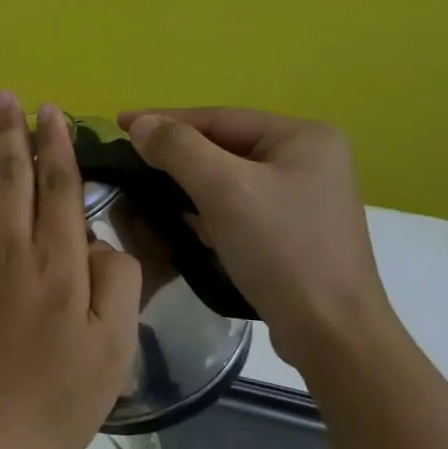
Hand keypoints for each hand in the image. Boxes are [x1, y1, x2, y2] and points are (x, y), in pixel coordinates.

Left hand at [0, 93, 141, 448]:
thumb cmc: (56, 396)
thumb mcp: (113, 349)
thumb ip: (116, 283)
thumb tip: (97, 240)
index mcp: (57, 264)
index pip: (58, 188)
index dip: (57, 146)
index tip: (52, 111)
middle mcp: (11, 250)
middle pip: (13, 178)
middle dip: (14, 134)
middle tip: (8, 97)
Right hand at [118, 108, 395, 370]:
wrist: (330, 331)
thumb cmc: (280, 249)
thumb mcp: (223, 189)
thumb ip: (178, 148)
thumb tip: (140, 125)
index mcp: (304, 136)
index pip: (219, 117)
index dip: (164, 120)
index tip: (118, 124)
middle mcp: (309, 158)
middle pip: (224, 145)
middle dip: (175, 154)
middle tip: (126, 159)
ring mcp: (303, 196)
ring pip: (228, 177)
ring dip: (187, 182)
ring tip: (143, 186)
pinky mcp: (293, 229)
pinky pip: (238, 204)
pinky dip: (206, 207)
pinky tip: (180, 219)